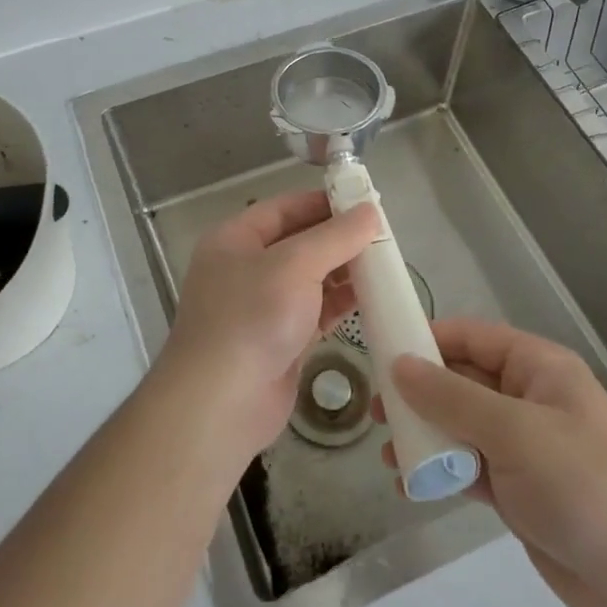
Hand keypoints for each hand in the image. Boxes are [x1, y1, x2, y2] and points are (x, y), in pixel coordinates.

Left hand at [163, 191, 380, 457]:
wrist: (221, 403)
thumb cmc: (252, 317)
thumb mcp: (295, 265)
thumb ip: (335, 236)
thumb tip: (370, 211)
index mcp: (234, 240)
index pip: (283, 209)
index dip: (322, 203)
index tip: (364, 202)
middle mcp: (245, 269)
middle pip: (298, 243)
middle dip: (338, 239)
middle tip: (383, 236)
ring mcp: (262, 307)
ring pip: (310, 279)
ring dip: (344, 271)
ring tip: (385, 264)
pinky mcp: (280, 341)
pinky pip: (315, 312)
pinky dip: (341, 303)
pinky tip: (372, 298)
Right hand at [376, 317, 606, 606]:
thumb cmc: (584, 484)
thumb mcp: (514, 431)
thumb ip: (452, 397)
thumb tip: (399, 365)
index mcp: (538, 368)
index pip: (473, 337)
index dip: (428, 338)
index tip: (381, 349)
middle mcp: (528, 399)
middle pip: (462, 380)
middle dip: (419, 392)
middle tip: (376, 409)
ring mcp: (523, 447)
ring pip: (460, 426)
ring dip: (424, 434)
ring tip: (387, 451)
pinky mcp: (518, 491)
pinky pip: (467, 467)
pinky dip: (440, 471)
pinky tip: (408, 484)